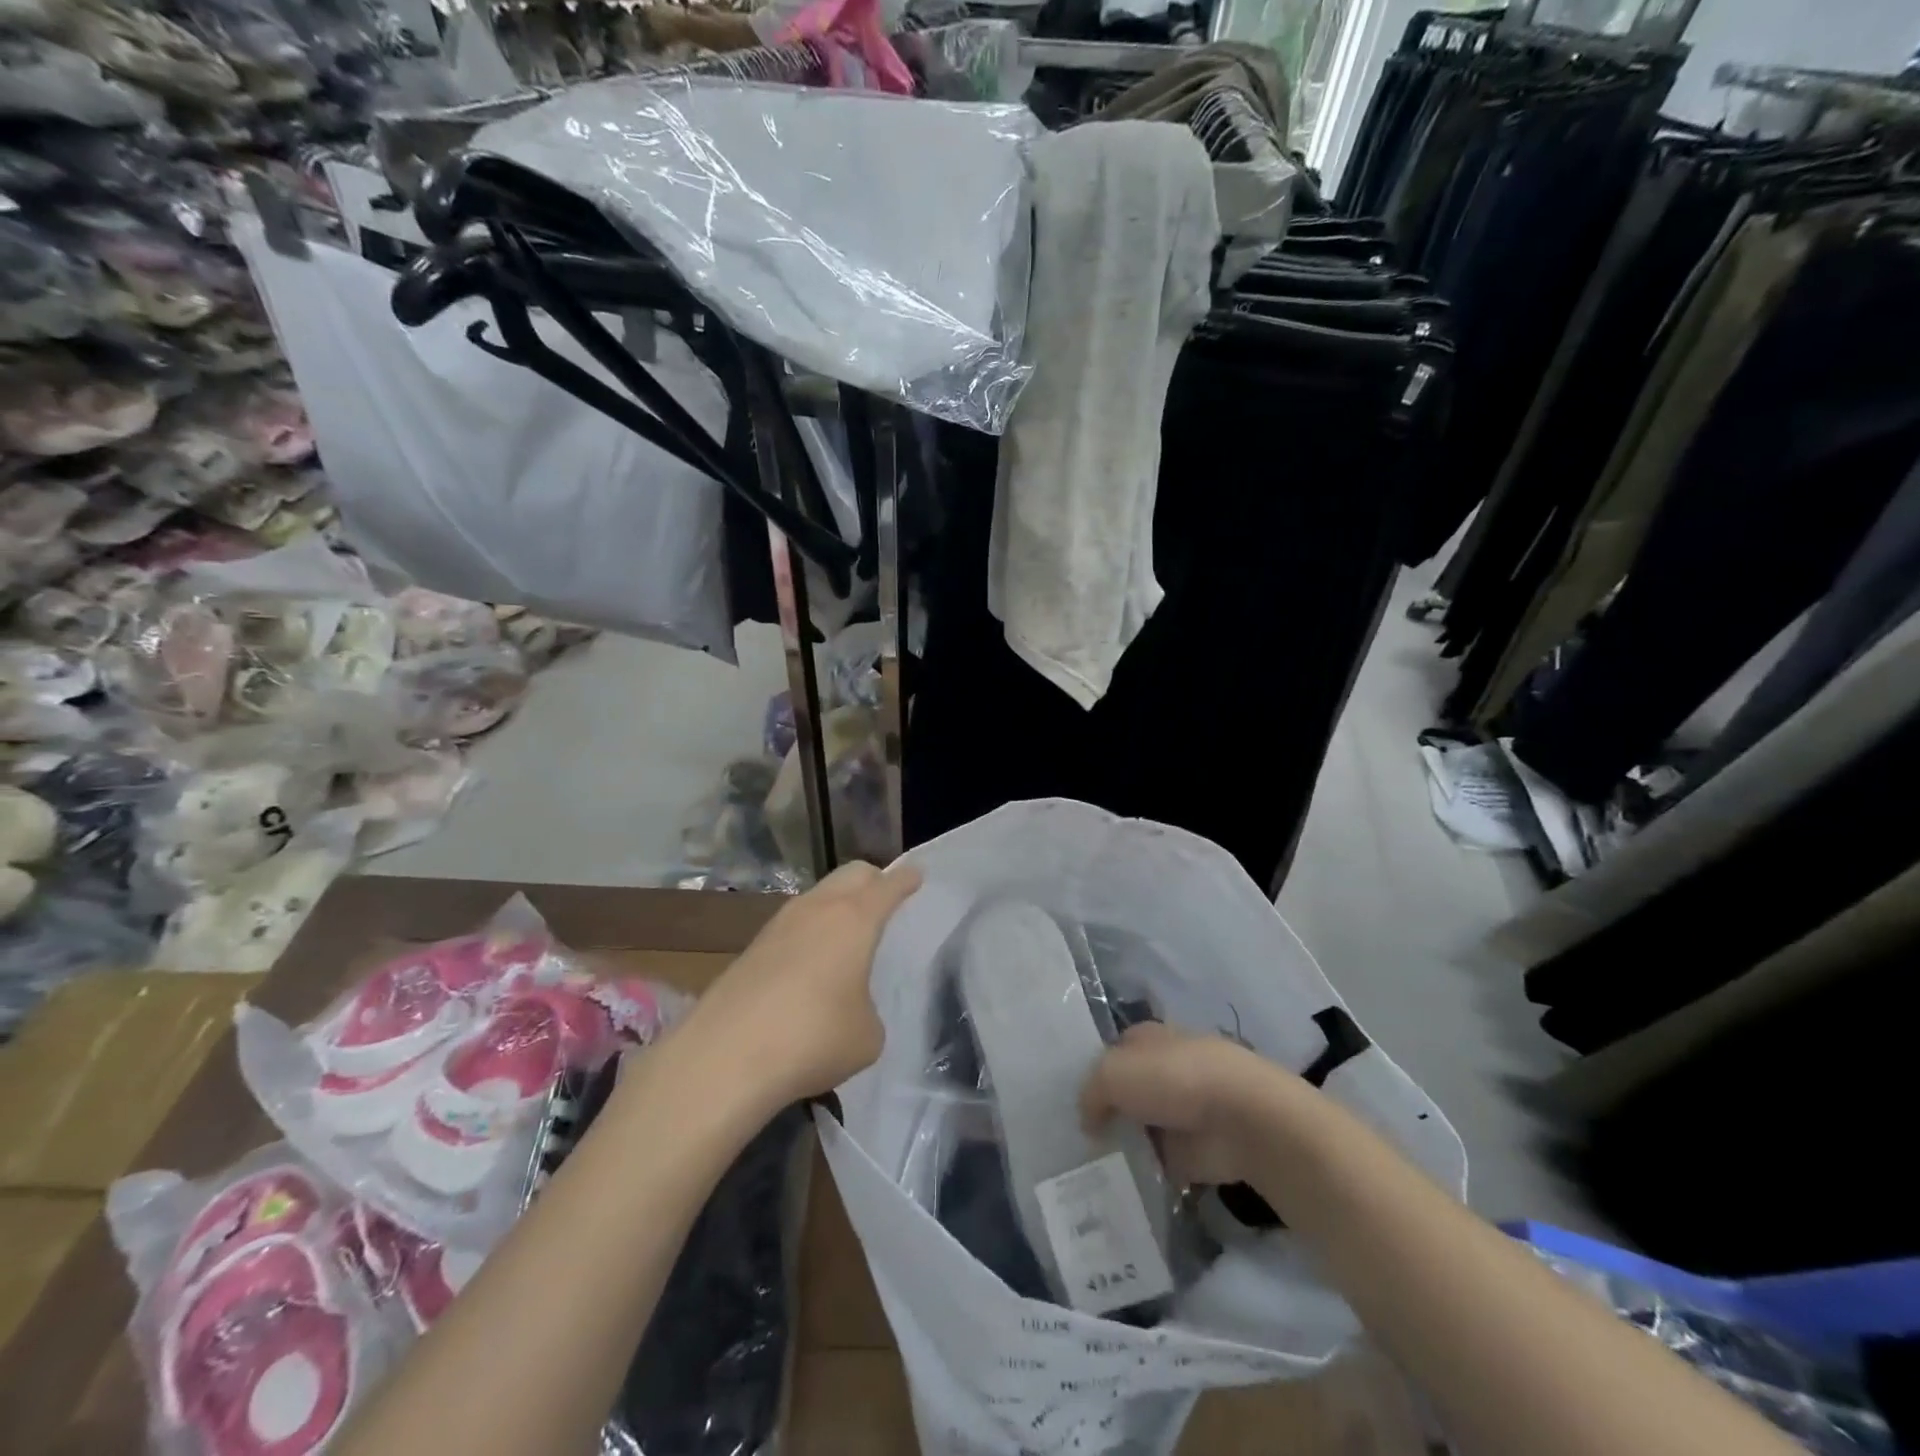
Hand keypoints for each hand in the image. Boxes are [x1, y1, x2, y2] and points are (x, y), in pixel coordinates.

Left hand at [683, 861, 922, 1109]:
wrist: (725, 1057)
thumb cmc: (813, 1038)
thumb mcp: (867, 1035)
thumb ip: (869, 1010)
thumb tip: (852, 1008)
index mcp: (855, 919)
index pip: (888, 886)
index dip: (906, 880)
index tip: (916, 876)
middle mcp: (817, 909)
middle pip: (851, 874)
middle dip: (872, 880)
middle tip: (885, 900)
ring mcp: (779, 924)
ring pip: (818, 896)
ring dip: (837, 905)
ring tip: (848, 935)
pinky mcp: (752, 947)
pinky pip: (793, 924)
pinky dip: (810, 932)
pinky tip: (811, 965)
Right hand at [1080, 1022, 1290, 1186]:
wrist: (1240, 1119)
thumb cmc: (1173, 1079)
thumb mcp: (1113, 1073)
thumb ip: (1090, 1092)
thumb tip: (1088, 1121)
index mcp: (1147, 1039)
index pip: (1112, 1051)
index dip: (1092, 1072)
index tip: (1069, 1099)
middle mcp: (1163, 1070)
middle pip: (1126, 1091)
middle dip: (1106, 1111)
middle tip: (1072, 1138)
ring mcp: (1180, 1112)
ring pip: (1140, 1127)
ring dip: (1123, 1145)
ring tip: (1087, 1168)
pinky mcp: (1194, 1152)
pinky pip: (1158, 1163)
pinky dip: (1143, 1173)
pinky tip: (1117, 1186)